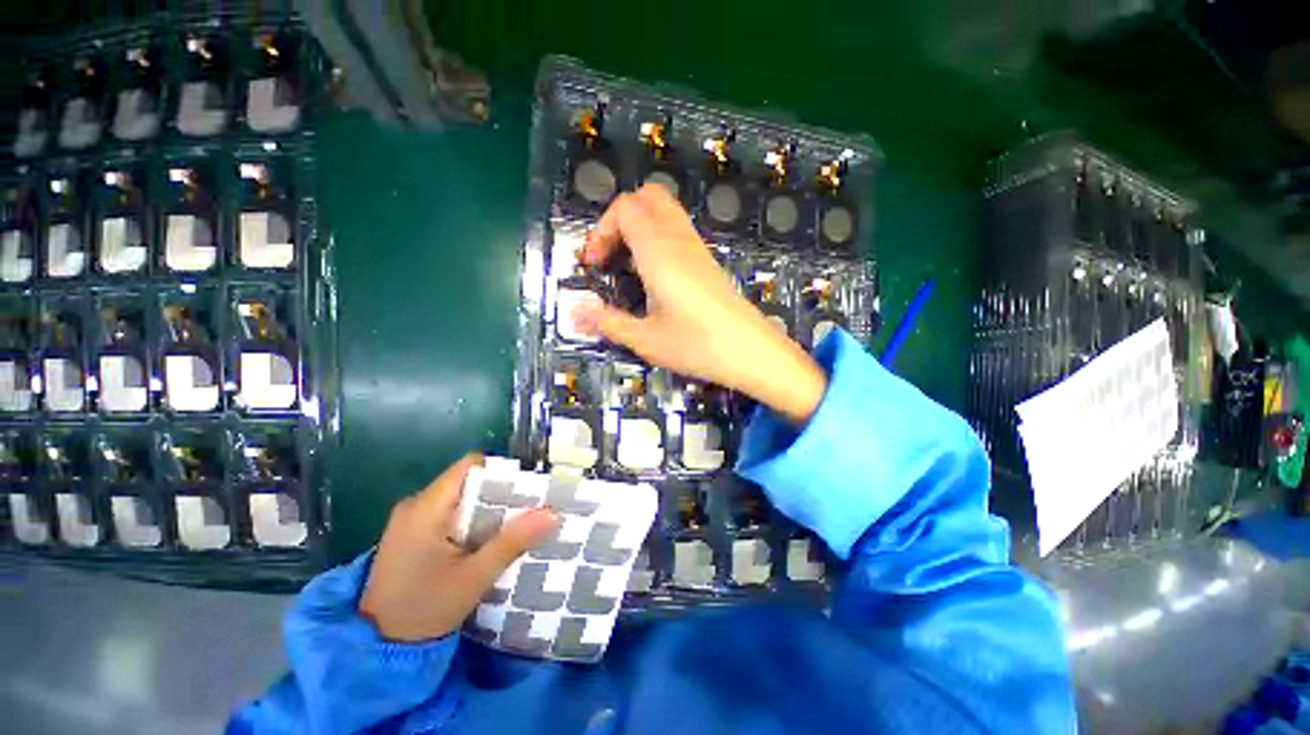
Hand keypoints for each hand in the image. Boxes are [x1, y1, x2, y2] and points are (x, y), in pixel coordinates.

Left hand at [359, 454, 557, 641]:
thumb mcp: (473, 578)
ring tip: (513, 527)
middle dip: (499, 495)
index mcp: (426, 508)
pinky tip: (485, 542)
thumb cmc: (423, 611)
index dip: (501, 473)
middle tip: (526, 513)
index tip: (526, 491)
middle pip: (468, 482)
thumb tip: (551, 513)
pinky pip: (449, 513)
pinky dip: (471, 522)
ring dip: (487, 510)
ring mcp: (410, 519)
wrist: (377, 649)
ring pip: (461, 498)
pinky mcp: (410, 534)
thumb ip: (512, 542)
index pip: (470, 467)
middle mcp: (415, 505)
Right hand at [575, 184, 826, 424]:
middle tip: (610, 255)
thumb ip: (607, 322)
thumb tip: (572, 313)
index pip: (625, 208)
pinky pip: (678, 231)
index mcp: (658, 252)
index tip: (594, 265)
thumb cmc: (697, 345)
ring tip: (628, 265)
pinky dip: (657, 238)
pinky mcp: (708, 262)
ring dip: (640, 227)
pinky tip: (655, 276)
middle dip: (620, 218)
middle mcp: (679, 240)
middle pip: (647, 197)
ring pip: (665, 211)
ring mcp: (697, 249)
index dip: (601, 230)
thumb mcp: (645, 339)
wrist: (751, 352)